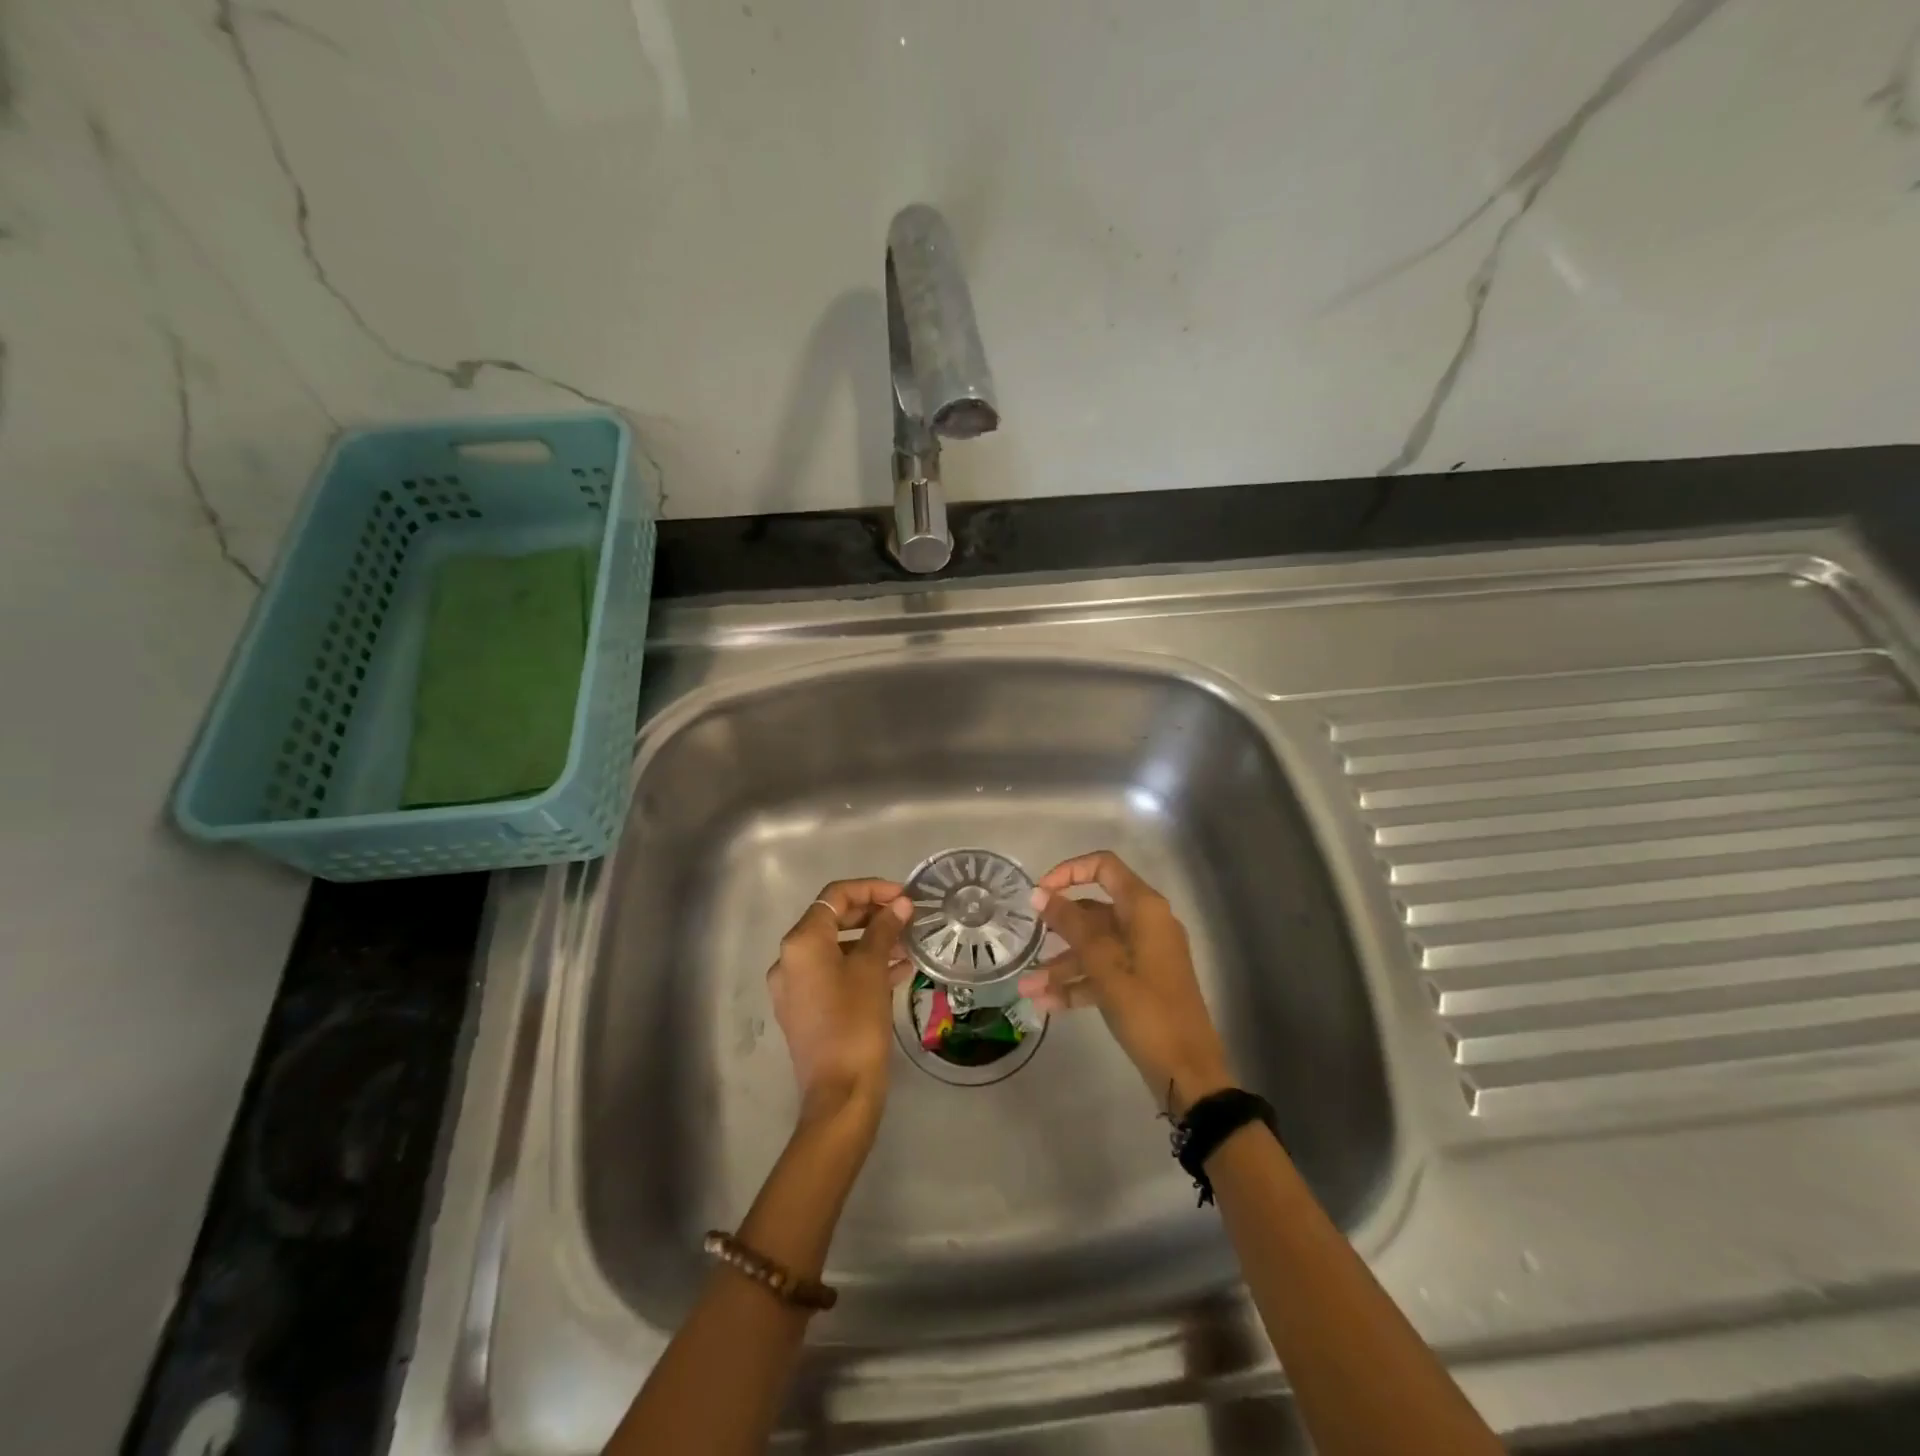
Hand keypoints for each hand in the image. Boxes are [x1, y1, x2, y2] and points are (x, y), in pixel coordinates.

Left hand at [767, 879, 912, 1132]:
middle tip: (907, 917)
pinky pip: (834, 974)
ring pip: (836, 948)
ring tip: (907, 944)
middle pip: (833, 920)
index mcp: (801, 942)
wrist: (840, 1094)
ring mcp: (794, 987)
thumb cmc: (855, 1023)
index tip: (904, 896)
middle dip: (872, 914)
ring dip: (870, 941)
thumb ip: (885, 929)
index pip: (836, 896)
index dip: (872, 888)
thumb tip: (900, 904)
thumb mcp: (873, 969)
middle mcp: (789, 959)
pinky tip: (896, 972)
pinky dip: (861, 966)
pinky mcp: (804, 1009)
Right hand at [1018, 852, 1233, 1115]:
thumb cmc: (1147, 1009)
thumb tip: (1039, 894)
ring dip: (1061, 965)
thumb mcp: (1104, 964)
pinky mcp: (1141, 984)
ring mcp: (1144, 956)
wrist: (1189, 1072)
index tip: (1039, 894)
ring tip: (1026, 988)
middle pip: (1094, 911)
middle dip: (1058, 928)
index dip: (1068, 872)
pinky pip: (1102, 973)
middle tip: (1027, 940)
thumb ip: (1070, 924)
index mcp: (1144, 908)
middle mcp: (1145, 924)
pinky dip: (1077, 985)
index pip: (1103, 867)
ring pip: (1095, 947)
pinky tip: (1045, 1004)